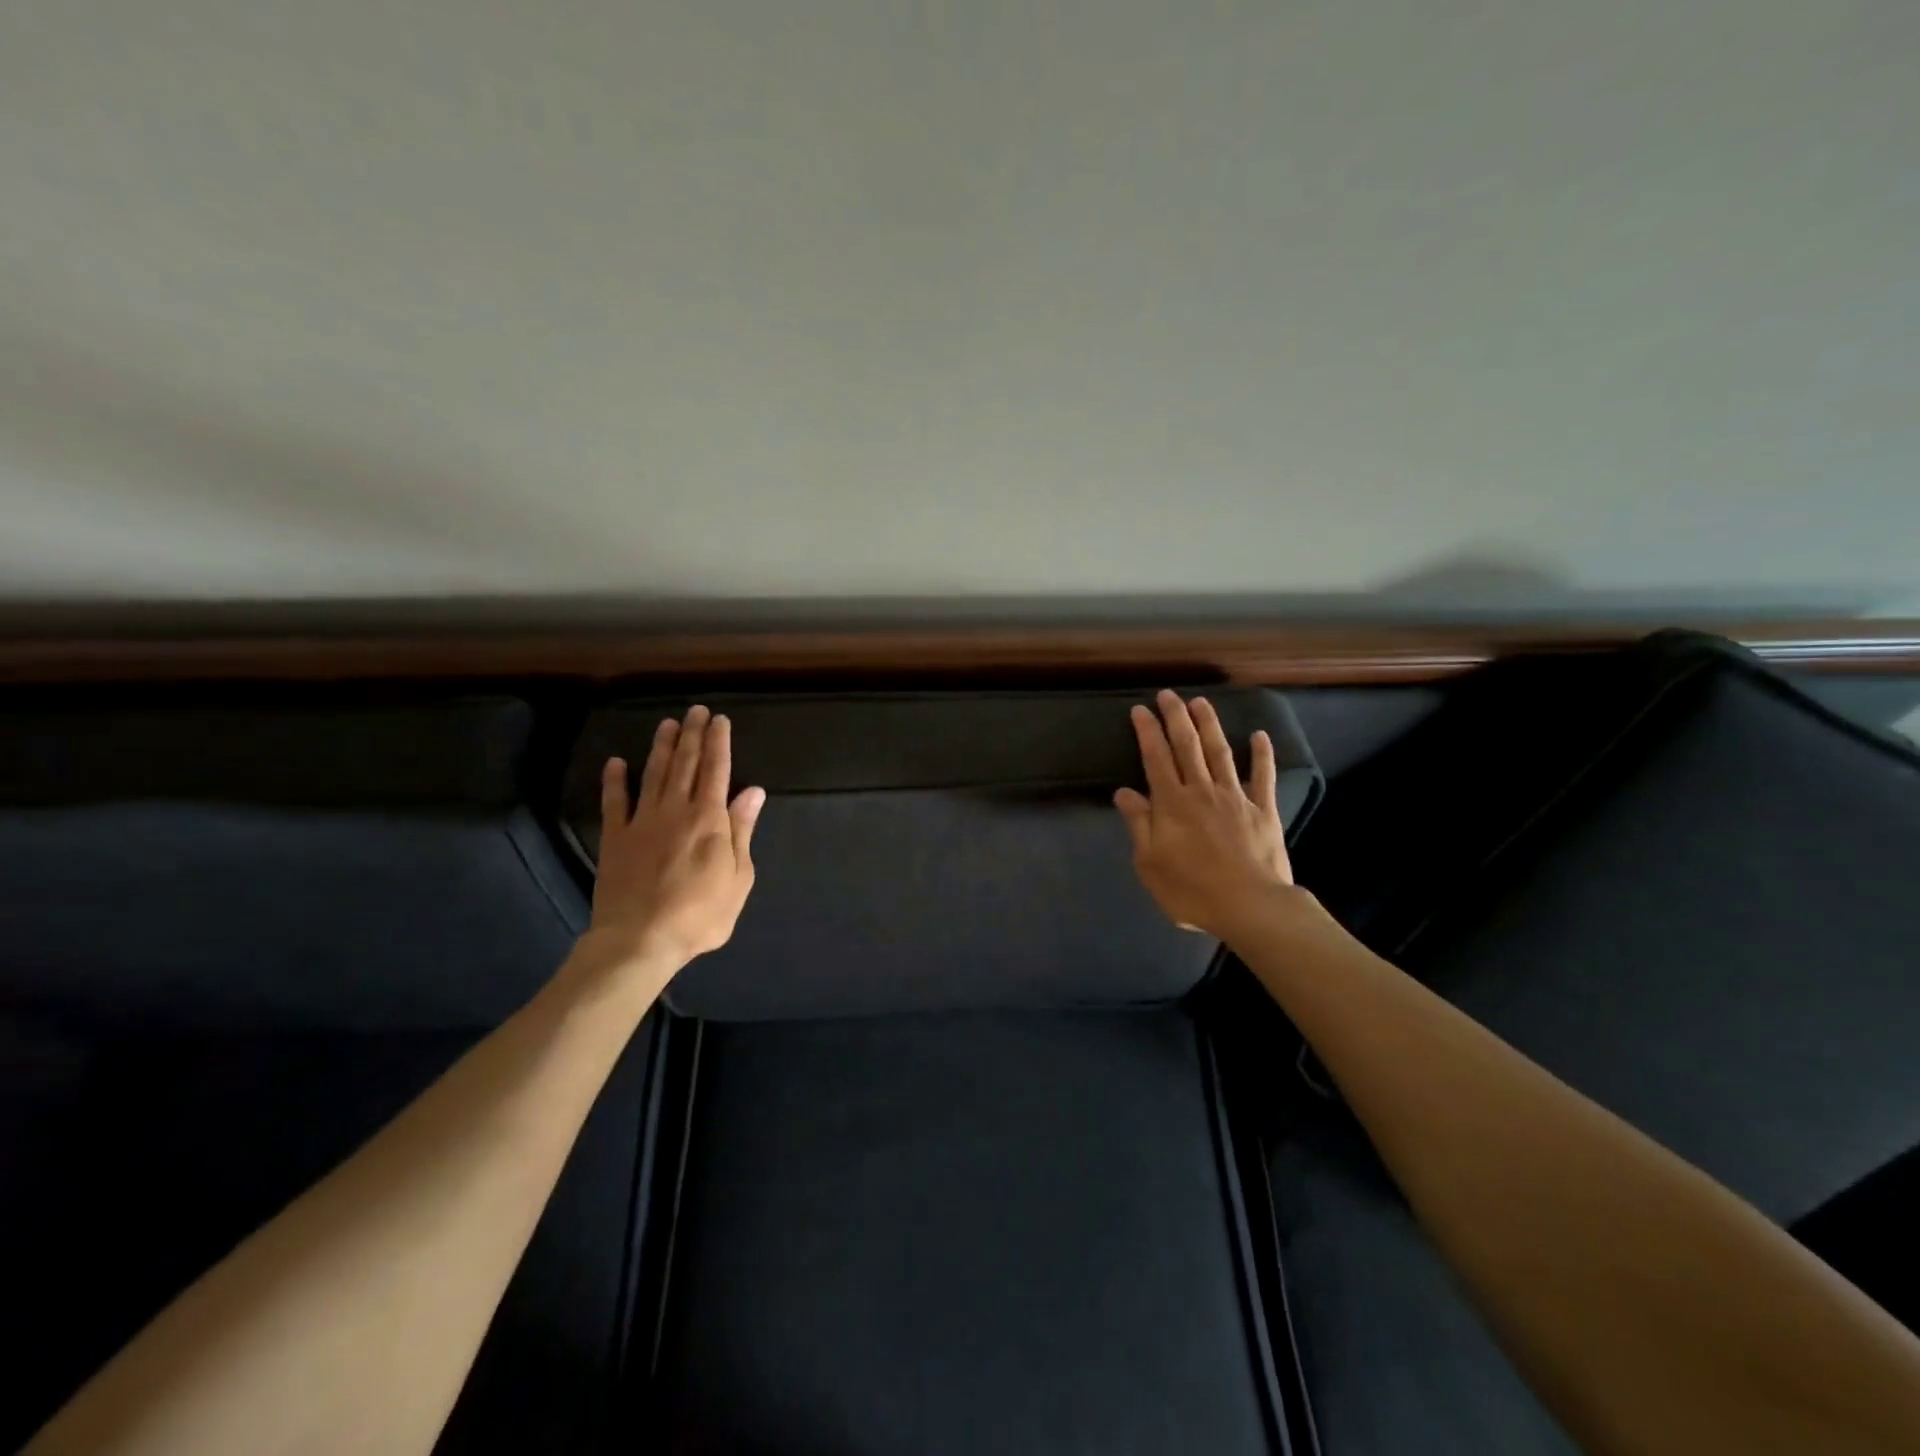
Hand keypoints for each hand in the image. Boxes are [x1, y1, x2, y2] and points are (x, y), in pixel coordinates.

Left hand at [588, 705, 765, 972]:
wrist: (640, 940)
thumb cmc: (700, 914)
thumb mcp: (739, 878)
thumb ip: (742, 831)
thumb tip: (753, 792)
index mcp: (710, 819)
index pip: (717, 770)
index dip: (719, 742)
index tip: (719, 720)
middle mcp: (676, 809)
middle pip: (685, 764)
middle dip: (692, 735)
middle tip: (695, 710)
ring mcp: (642, 821)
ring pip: (654, 774)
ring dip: (661, 747)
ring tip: (666, 724)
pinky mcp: (615, 838)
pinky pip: (614, 802)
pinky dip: (615, 780)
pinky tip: (616, 762)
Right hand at [1114, 690, 1294, 939]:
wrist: (1250, 906)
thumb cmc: (1191, 890)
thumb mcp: (1150, 863)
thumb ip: (1138, 824)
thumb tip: (1124, 792)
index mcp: (1171, 803)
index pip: (1156, 758)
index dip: (1147, 731)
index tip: (1140, 709)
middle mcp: (1201, 790)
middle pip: (1187, 746)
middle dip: (1175, 717)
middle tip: (1168, 694)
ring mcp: (1235, 797)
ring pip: (1220, 752)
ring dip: (1209, 725)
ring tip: (1200, 702)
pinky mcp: (1263, 810)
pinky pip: (1262, 776)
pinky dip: (1262, 754)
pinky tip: (1259, 735)